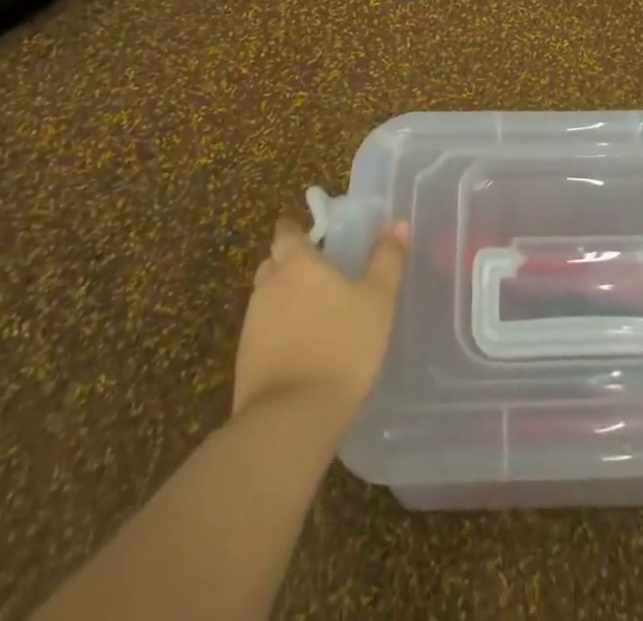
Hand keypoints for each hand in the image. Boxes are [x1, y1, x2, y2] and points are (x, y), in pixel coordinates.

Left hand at [234, 216, 409, 422]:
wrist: (291, 419)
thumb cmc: (341, 347)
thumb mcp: (377, 301)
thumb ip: (386, 260)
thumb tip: (397, 223)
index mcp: (297, 264)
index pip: (286, 233)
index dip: (296, 231)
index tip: (312, 236)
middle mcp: (268, 286)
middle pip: (273, 263)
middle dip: (289, 263)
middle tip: (318, 273)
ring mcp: (251, 325)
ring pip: (266, 298)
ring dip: (284, 299)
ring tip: (314, 313)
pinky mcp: (245, 361)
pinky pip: (262, 332)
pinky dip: (278, 332)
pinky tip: (301, 348)